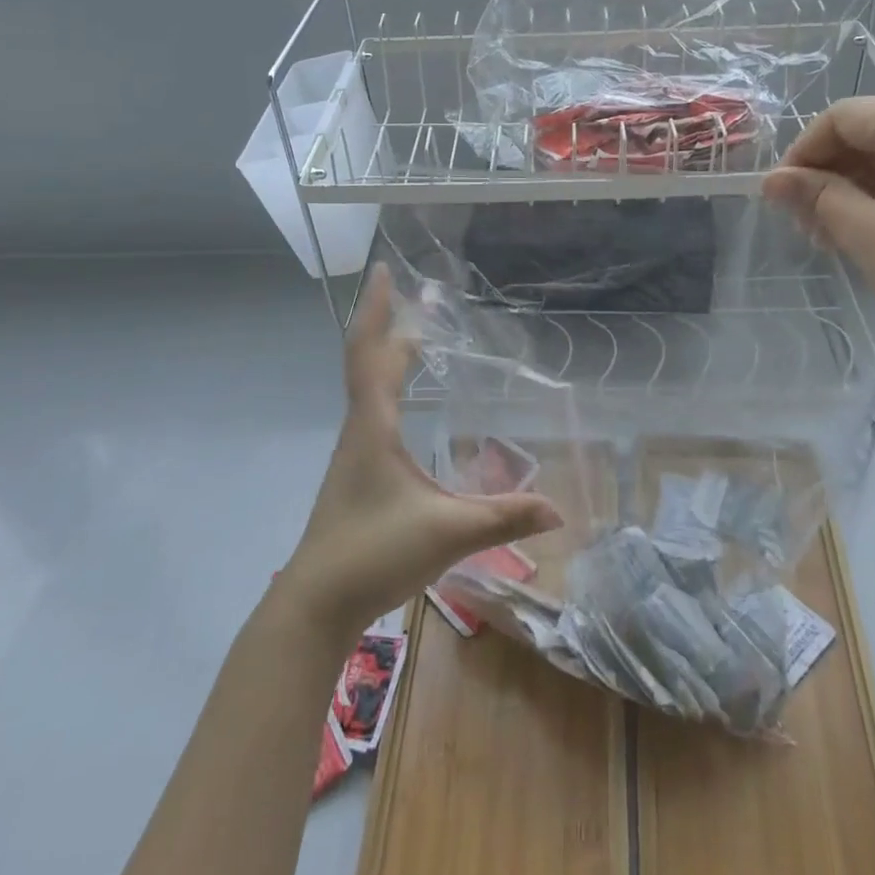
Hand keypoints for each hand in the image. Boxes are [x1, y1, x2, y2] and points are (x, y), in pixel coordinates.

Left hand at [278, 264, 562, 636]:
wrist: (315, 604)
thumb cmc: (374, 552)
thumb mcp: (448, 533)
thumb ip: (504, 517)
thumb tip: (558, 511)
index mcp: (373, 426)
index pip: (370, 352)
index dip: (377, 309)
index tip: (383, 270)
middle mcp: (359, 430)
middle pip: (368, 363)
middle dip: (391, 326)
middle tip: (420, 301)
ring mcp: (354, 454)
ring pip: (368, 390)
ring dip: (388, 358)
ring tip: (418, 343)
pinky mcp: (357, 475)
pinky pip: (372, 414)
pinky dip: (389, 390)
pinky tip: (409, 409)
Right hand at [762, 99, 874, 372]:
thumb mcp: (869, 236)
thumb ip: (817, 197)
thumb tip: (772, 180)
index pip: (844, 117)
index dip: (803, 153)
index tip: (781, 198)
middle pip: (871, 130)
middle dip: (830, 172)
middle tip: (807, 225)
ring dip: (856, 185)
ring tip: (835, 234)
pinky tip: (874, 229)